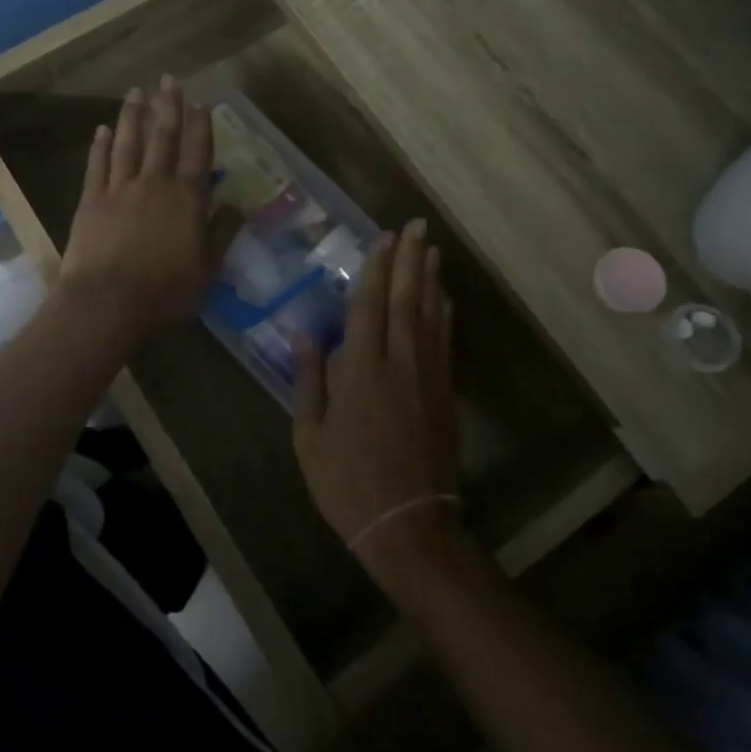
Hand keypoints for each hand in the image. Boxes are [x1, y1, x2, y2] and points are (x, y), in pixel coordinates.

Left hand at [60, 77, 243, 340]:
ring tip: (136, 91)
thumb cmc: (164, 292)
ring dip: (134, 115)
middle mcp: (155, 184)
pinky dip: (100, 145)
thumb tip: (239, 205)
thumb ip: (222, 234)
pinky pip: (97, 165)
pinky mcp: (91, 200)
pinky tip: (102, 129)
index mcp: (187, 199)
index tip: (203, 102)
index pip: (199, 154)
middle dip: (169, 105)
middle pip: (164, 137)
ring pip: (129, 143)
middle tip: (169, 77)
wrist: (106, 303)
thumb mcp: (206, 270)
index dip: (202, 127)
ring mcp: (119, 189)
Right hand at [292, 219, 462, 576]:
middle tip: (416, 226)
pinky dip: (444, 315)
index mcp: (361, 371)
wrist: (408, 525)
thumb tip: (305, 334)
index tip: (383, 237)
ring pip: (430, 315)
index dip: (376, 268)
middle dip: (410, 260)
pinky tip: (444, 299)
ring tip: (431, 249)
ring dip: (430, 279)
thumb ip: (309, 381)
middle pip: (406, 300)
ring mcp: (428, 377)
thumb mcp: (310, 436)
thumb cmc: (347, 483)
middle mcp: (399, 363)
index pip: (368, 306)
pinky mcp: (445, 395)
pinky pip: (445, 342)